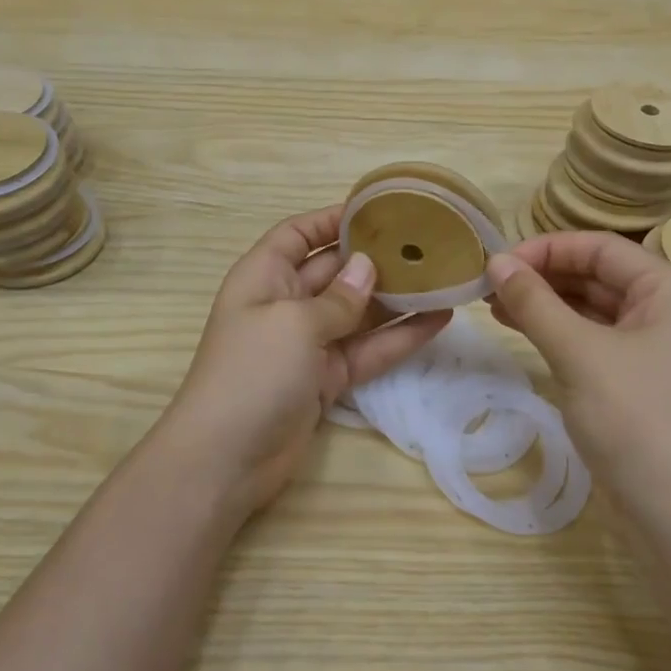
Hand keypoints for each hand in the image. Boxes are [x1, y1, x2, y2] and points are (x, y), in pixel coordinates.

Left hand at [165, 207, 449, 513]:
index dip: (333, 219)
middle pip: (335, 270)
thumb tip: (367, 267)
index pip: (299, 234)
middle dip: (376, 257)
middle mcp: (287, 303)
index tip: (380, 211)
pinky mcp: (328, 378)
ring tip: (443, 278)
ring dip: (397, 298)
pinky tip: (438, 321)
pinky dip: (400, 337)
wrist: (227, 459)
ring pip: (359, 311)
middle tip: (427, 244)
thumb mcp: (293, 323)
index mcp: (265, 276)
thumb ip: (337, 297)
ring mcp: (309, 343)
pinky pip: (368, 349)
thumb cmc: (251, 372)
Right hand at [486, 231, 670, 513]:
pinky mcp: (646, 380)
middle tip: (489, 287)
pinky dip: (562, 333)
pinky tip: (525, 331)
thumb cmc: (637, 419)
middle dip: (544, 277)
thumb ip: (535, 302)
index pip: (601, 248)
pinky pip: (599, 341)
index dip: (545, 249)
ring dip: (548, 305)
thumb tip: (495, 262)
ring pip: (597, 310)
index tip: (495, 264)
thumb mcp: (579, 353)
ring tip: (495, 307)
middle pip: (600, 275)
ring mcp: (662, 348)